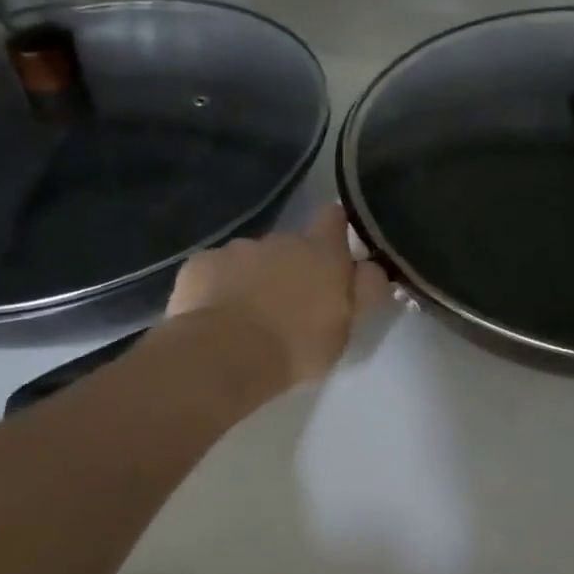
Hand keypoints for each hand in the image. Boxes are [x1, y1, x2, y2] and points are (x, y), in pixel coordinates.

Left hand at [167, 205, 388, 387]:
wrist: (225, 355)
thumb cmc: (297, 346)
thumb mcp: (346, 328)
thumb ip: (362, 292)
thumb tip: (372, 267)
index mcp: (322, 253)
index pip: (334, 218)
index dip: (334, 228)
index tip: (332, 248)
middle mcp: (281, 240)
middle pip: (290, 244)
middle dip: (290, 265)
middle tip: (287, 304)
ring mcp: (237, 249)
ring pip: (250, 258)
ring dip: (252, 277)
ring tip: (246, 316)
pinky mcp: (201, 264)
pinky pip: (214, 270)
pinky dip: (216, 287)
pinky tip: (214, 316)